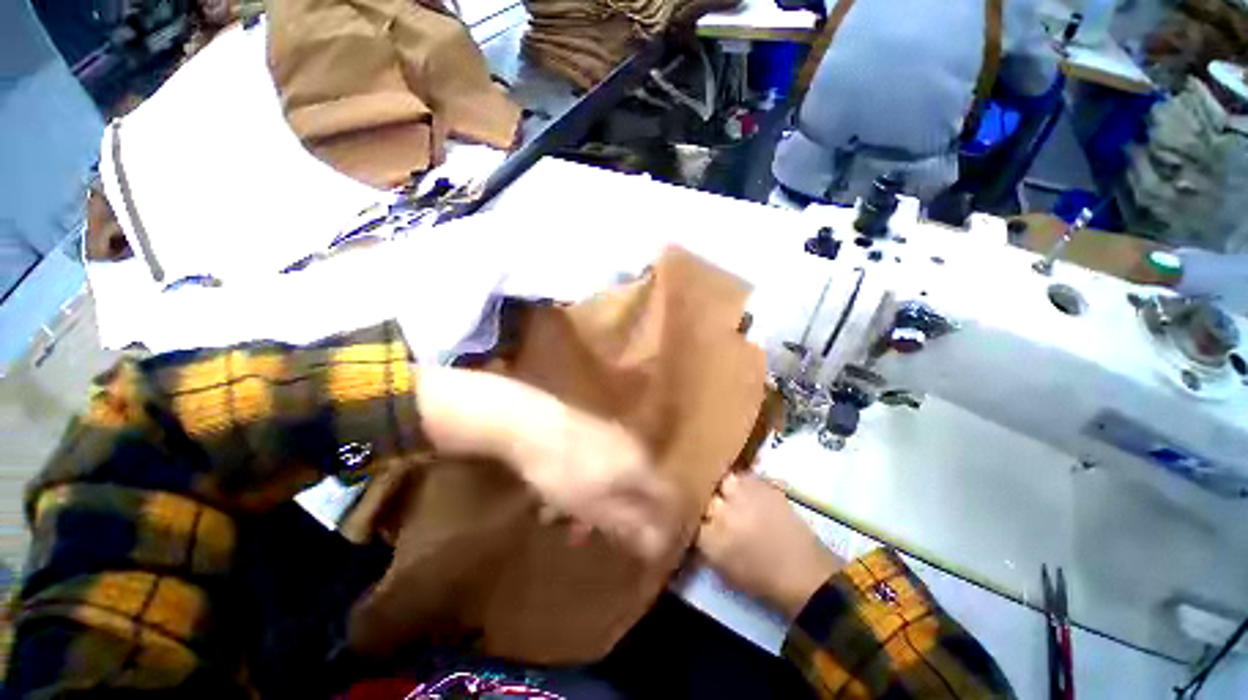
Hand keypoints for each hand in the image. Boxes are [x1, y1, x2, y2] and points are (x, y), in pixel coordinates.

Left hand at [505, 403, 680, 560]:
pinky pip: (590, 467)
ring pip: (608, 480)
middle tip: (586, 537)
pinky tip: (547, 499)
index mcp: (641, 466)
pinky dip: (576, 488)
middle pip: (635, 491)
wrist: (520, 421)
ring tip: (554, 520)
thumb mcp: (593, 507)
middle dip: (614, 519)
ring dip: (588, 506)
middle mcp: (631, 447)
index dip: (660, 525)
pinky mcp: (581, 430)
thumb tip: (658, 543)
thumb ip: (628, 525)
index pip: (666, 498)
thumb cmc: (560, 471)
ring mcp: (606, 435)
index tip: (642, 548)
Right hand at [696, 472, 843, 620]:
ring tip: (730, 496)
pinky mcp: (771, 491)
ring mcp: (750, 499)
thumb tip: (701, 530)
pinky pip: (752, 479)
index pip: (690, 517)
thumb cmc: (759, 580)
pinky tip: (751, 495)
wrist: (800, 572)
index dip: (693, 518)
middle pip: (706, 493)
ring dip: (726, 487)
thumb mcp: (722, 570)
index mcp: (710, 538)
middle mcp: (726, 513)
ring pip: (727, 479)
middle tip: (713, 508)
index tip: (696, 522)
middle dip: (708, 499)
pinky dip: (748, 484)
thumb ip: (707, 546)